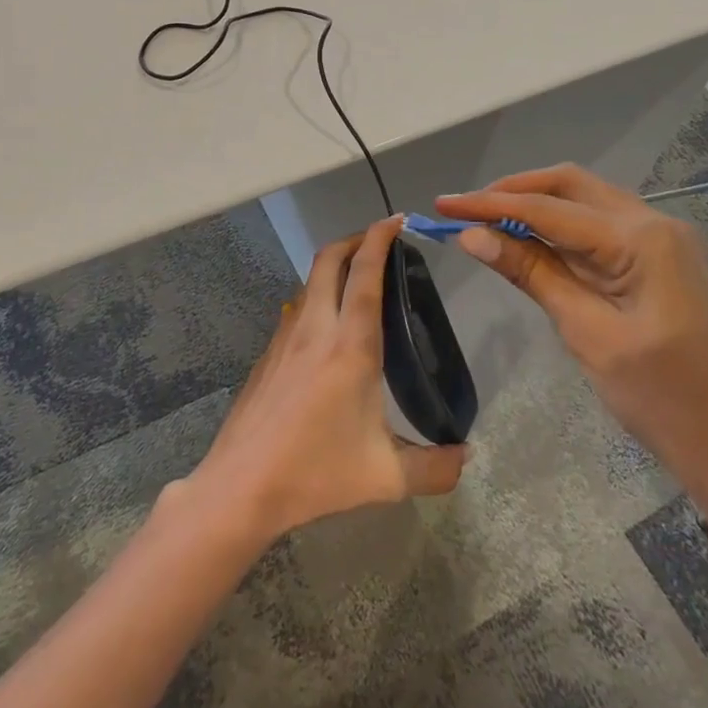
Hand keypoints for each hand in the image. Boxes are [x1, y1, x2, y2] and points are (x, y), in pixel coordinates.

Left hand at [185, 216, 467, 546]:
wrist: (241, 486)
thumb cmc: (315, 474)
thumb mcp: (386, 478)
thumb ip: (434, 468)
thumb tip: (466, 458)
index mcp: (349, 347)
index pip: (364, 274)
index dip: (379, 239)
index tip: (396, 221)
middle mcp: (315, 329)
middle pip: (329, 260)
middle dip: (354, 239)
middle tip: (380, 241)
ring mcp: (285, 338)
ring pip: (309, 281)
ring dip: (334, 266)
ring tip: (358, 280)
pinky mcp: (268, 354)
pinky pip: (296, 309)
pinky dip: (317, 296)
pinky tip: (328, 329)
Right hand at [436, 165, 707, 497]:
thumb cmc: (658, 397)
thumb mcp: (586, 332)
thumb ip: (531, 273)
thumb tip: (472, 236)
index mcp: (642, 238)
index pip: (549, 209)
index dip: (490, 205)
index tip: (443, 205)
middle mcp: (653, 222)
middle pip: (569, 186)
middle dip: (513, 192)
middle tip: (464, 209)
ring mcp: (659, 238)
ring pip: (583, 200)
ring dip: (534, 206)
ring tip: (484, 221)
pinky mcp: (656, 257)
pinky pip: (596, 226)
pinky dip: (557, 227)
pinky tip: (526, 239)